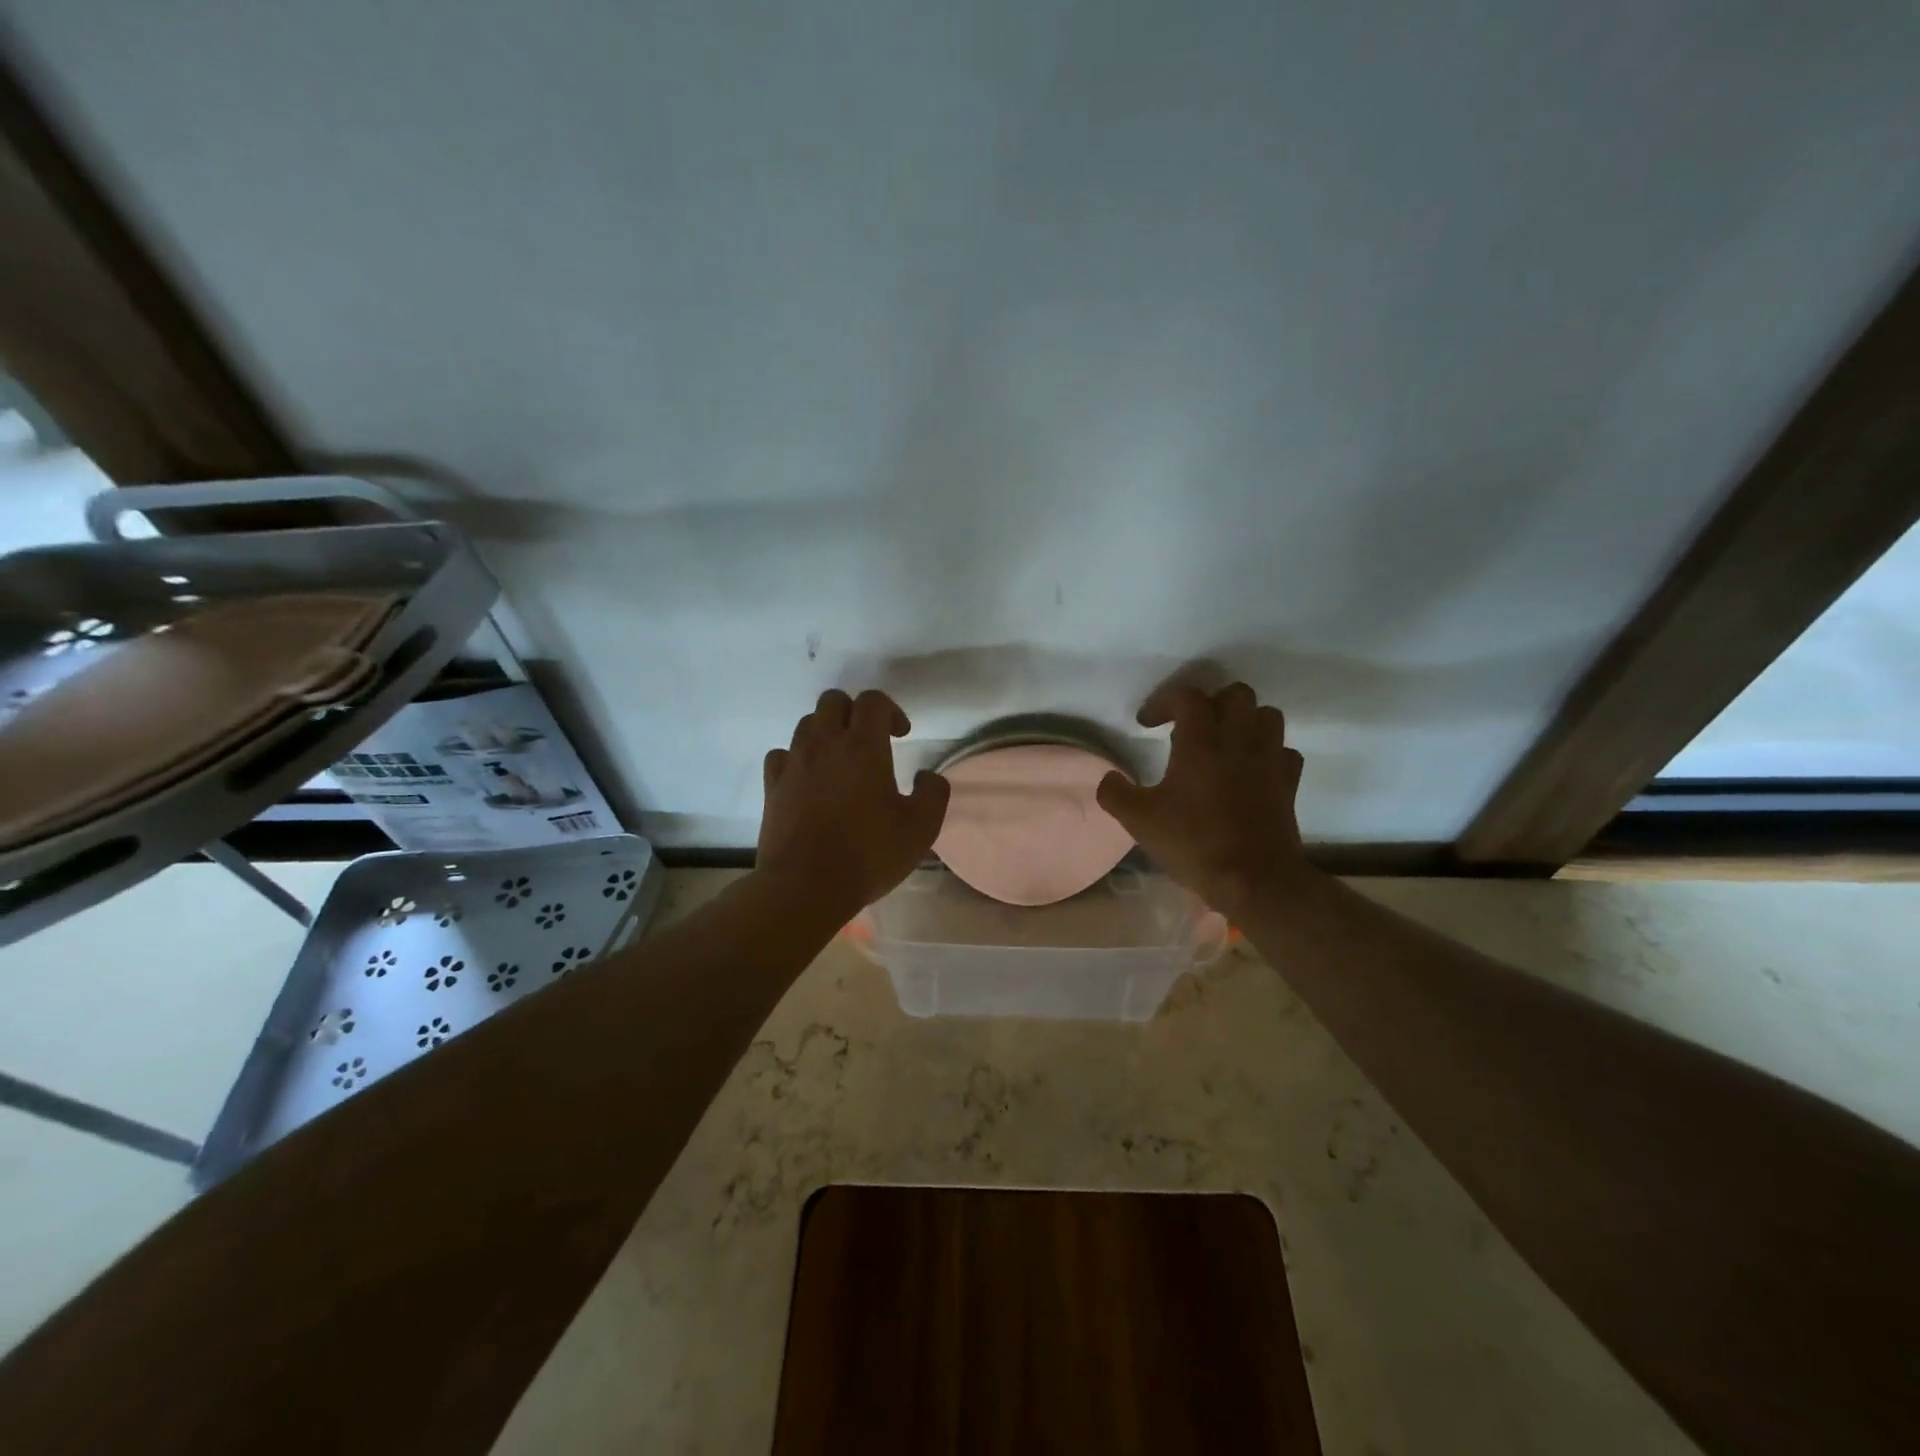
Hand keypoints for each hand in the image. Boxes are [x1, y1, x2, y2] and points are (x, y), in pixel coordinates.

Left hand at [759, 689, 950, 913]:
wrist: (805, 887)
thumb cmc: (868, 854)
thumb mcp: (921, 829)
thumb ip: (933, 794)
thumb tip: (927, 776)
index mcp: (863, 747)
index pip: (873, 701)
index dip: (891, 710)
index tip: (901, 735)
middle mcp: (824, 743)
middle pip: (833, 701)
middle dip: (854, 712)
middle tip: (870, 740)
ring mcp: (794, 763)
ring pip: (806, 723)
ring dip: (826, 731)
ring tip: (840, 759)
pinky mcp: (772, 786)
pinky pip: (782, 754)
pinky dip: (797, 757)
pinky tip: (808, 778)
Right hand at [1095, 682, 1307, 918]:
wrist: (1254, 880)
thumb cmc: (1194, 843)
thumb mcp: (1139, 821)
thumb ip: (1115, 793)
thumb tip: (1109, 779)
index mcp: (1201, 742)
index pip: (1187, 697)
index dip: (1163, 702)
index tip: (1146, 724)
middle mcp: (1239, 740)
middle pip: (1235, 694)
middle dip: (1210, 702)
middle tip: (1190, 727)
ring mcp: (1270, 760)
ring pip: (1267, 715)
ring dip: (1244, 720)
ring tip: (1224, 742)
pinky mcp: (1289, 783)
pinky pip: (1284, 751)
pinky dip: (1268, 752)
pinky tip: (1251, 769)